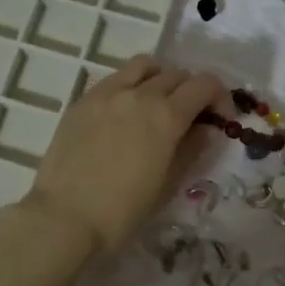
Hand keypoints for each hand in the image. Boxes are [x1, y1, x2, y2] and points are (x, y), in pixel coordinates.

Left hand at [24, 56, 224, 256]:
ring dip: (160, 78)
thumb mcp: (168, 185)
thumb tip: (206, 129)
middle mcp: (139, 94)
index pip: (204, 85)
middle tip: (190, 117)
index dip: (219, 98)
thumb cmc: (122, 212)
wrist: (64, 218)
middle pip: (176, 74)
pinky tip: (125, 112)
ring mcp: (107, 93)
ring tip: (157, 103)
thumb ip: (191, 150)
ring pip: (143, 66)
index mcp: (166, 116)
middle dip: (191, 91)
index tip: (220, 119)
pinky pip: (114, 79)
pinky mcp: (82, 101)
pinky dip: (130, 85)